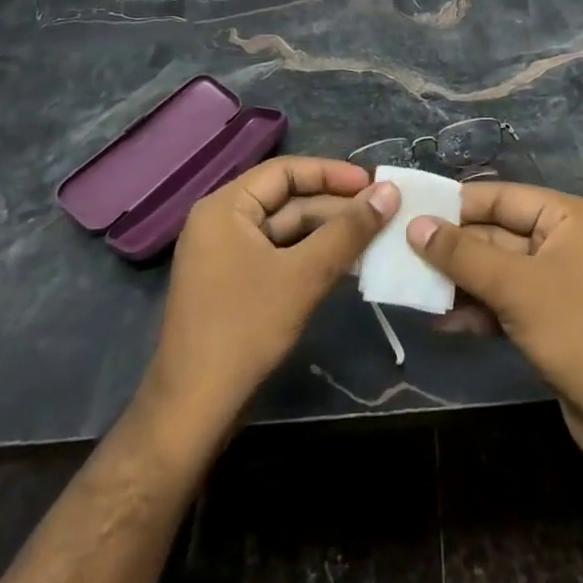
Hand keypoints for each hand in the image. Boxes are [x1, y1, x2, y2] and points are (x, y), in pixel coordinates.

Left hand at [144, 156, 397, 436]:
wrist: (193, 411)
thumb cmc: (245, 330)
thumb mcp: (304, 275)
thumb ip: (348, 231)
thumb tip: (389, 191)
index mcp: (225, 206)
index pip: (285, 171)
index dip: (332, 173)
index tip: (373, 183)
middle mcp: (222, 221)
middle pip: (287, 199)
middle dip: (335, 206)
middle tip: (382, 212)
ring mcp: (225, 255)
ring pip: (286, 229)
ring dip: (328, 232)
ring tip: (374, 236)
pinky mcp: (234, 284)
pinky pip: (278, 254)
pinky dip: (311, 255)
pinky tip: (346, 263)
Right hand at [409, 184, 582, 483]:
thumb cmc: (576, 331)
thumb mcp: (514, 286)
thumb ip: (462, 254)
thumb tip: (415, 226)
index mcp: (567, 216)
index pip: (502, 197)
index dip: (456, 204)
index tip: (412, 209)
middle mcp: (563, 240)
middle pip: (496, 233)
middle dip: (453, 247)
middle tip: (402, 251)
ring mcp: (556, 280)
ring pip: (497, 269)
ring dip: (459, 281)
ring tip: (412, 285)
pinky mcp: (549, 317)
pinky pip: (505, 300)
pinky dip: (476, 309)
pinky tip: (440, 321)